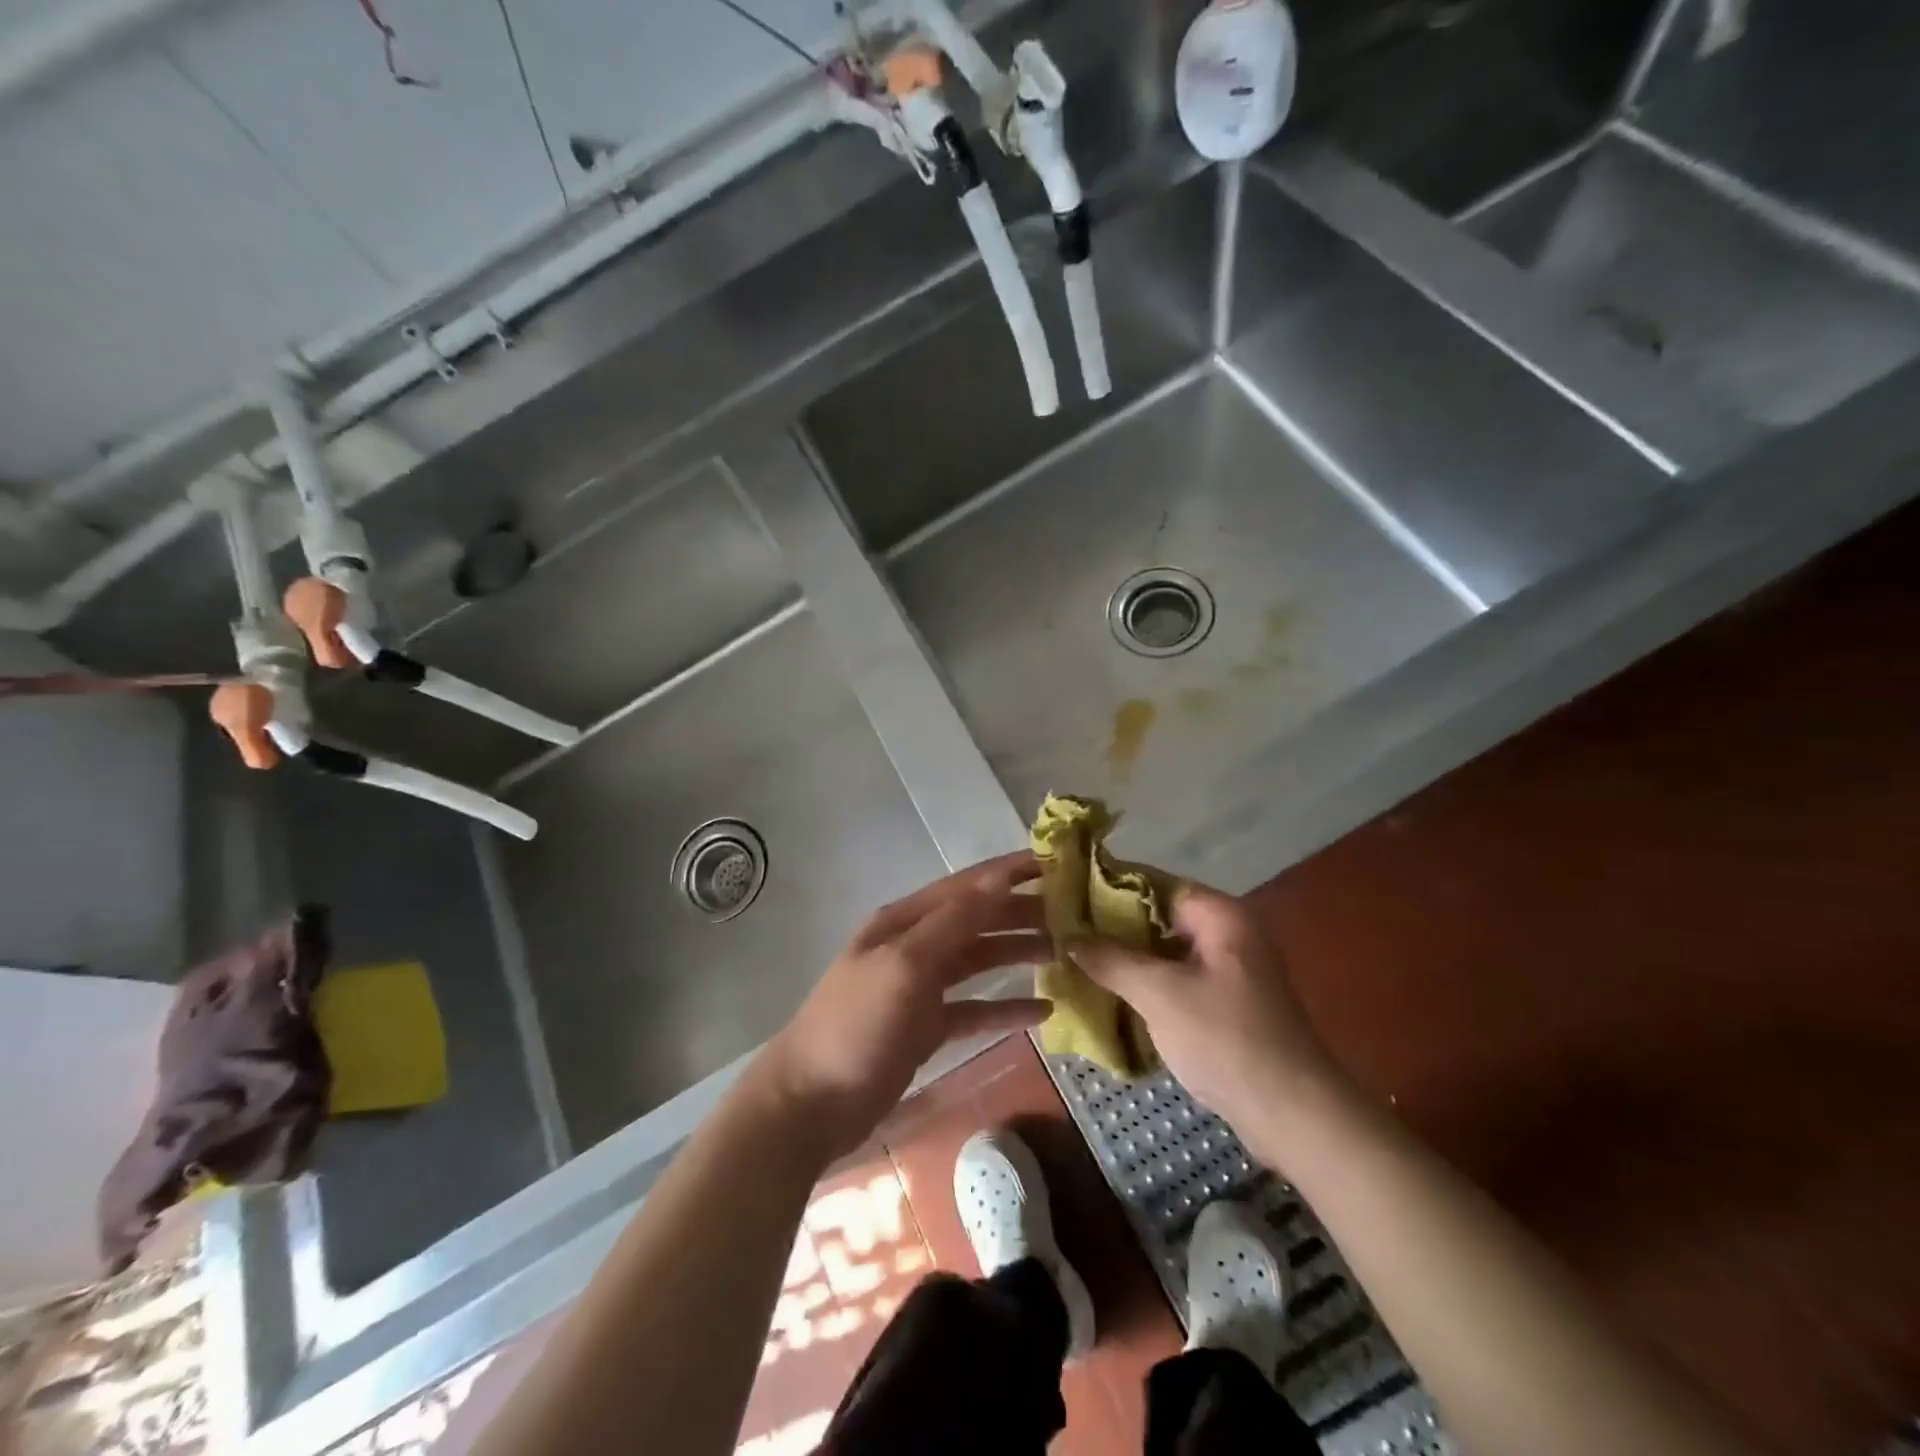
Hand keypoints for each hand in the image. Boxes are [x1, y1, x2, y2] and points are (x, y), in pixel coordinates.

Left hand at [757, 852, 1052, 1156]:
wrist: (811, 1102)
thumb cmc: (857, 1025)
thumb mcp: (905, 966)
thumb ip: (953, 922)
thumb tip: (998, 879)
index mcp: (905, 921)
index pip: (966, 885)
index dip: (1008, 872)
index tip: (1056, 863)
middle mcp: (914, 946)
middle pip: (976, 921)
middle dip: (1021, 914)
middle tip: (1074, 917)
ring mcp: (919, 988)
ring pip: (978, 961)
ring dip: (1017, 955)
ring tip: (1065, 955)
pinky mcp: (926, 1027)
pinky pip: (974, 1008)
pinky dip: (1005, 1008)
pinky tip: (1043, 1012)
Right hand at [1071, 882, 1347, 1138]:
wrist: (1292, 1113)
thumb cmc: (1225, 1039)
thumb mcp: (1160, 994)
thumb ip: (1111, 959)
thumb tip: (1067, 936)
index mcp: (1219, 915)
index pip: (1154, 882)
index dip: (1109, 885)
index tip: (1066, 893)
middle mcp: (1226, 932)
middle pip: (1158, 914)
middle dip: (1112, 924)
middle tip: (1064, 930)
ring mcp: (1227, 968)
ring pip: (1164, 948)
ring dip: (1126, 954)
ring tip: (1077, 957)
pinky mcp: (1225, 1001)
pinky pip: (1175, 976)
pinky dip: (1145, 980)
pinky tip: (1109, 990)